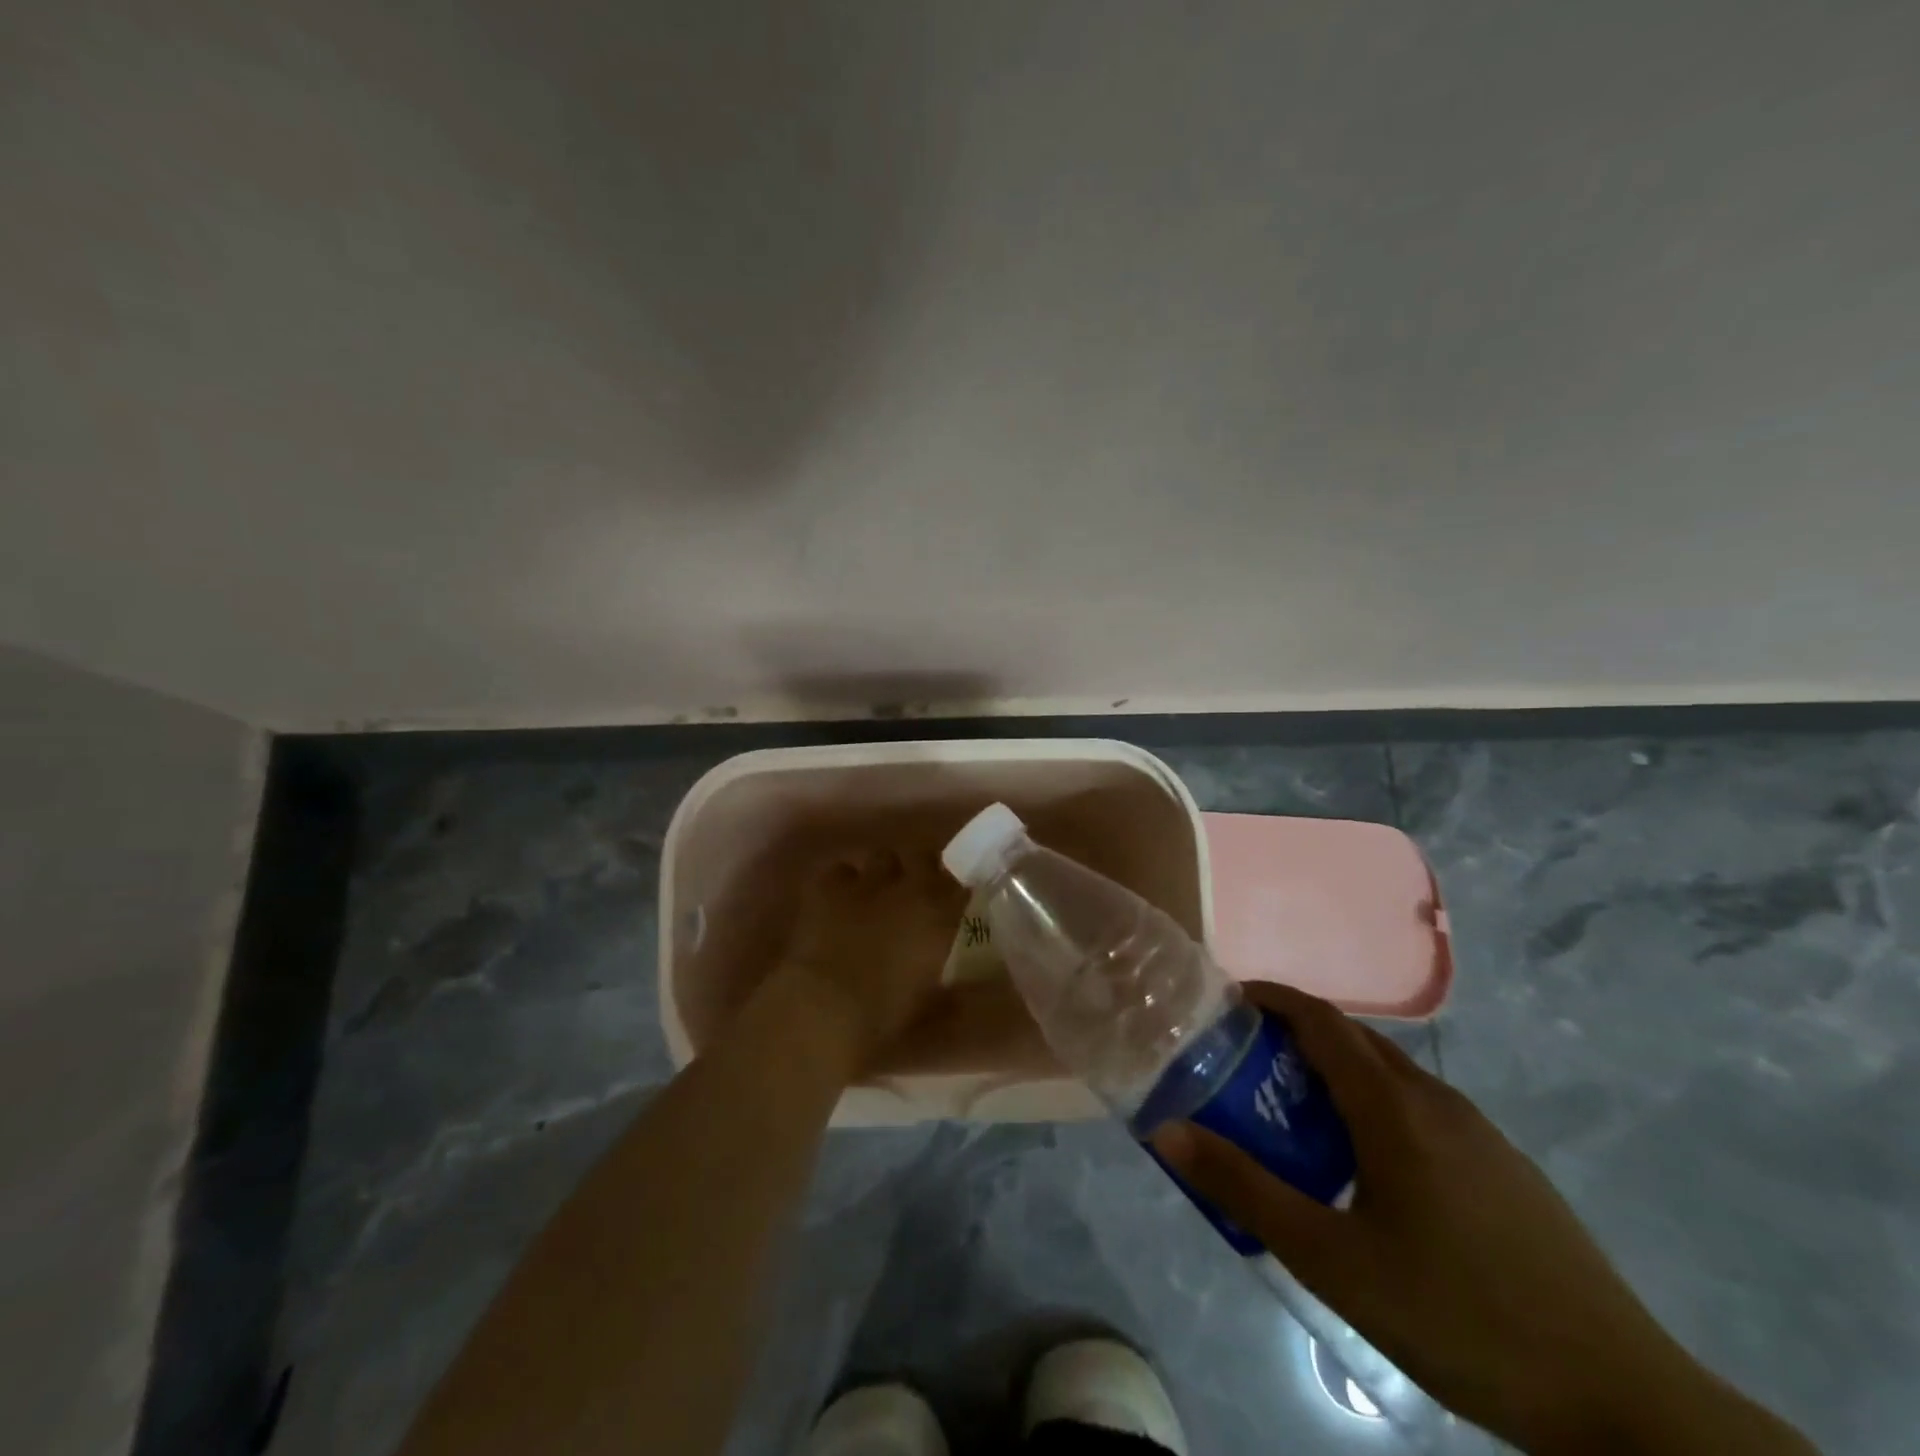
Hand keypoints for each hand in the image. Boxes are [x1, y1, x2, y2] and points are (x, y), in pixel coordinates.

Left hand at [777, 844, 964, 1067]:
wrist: (826, 1009)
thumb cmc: (885, 1015)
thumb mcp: (929, 1000)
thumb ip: (945, 976)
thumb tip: (952, 972)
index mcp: (940, 915)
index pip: (959, 885)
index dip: (953, 891)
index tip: (950, 903)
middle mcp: (910, 887)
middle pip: (923, 857)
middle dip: (919, 870)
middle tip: (912, 892)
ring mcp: (868, 881)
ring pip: (882, 856)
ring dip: (882, 872)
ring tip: (874, 893)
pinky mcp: (829, 884)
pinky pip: (840, 869)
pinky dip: (841, 882)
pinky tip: (837, 900)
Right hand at [1151, 983, 1811, 1454]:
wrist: (1622, 1401)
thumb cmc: (1458, 1315)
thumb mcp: (1332, 1260)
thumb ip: (1245, 1189)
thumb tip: (1166, 1131)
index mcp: (1394, 1107)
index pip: (1322, 1020)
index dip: (1273, 999)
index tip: (1227, 1001)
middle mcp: (1437, 1101)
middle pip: (1355, 1041)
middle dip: (1296, 1035)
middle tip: (1246, 1063)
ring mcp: (1481, 1134)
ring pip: (1391, 1076)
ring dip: (1337, 1073)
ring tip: (1296, 1114)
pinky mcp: (1507, 1168)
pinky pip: (1422, 1108)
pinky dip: (1375, 1105)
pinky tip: (1368, 1168)